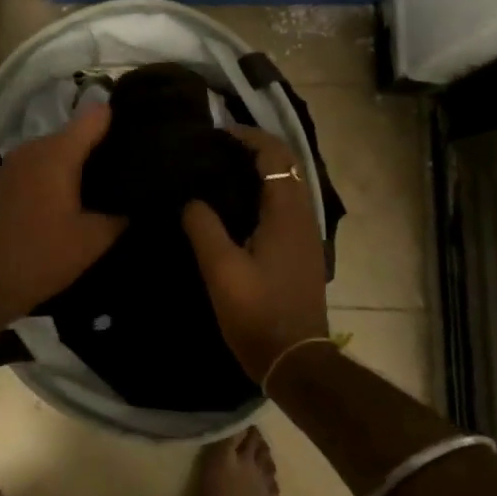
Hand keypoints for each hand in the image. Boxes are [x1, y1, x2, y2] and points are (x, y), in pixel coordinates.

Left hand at [0, 105, 124, 334]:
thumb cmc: (42, 255)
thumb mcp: (93, 240)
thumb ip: (120, 215)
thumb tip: (136, 202)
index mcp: (57, 152)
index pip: (94, 117)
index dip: (118, 119)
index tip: (142, 128)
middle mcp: (33, 148)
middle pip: (74, 133)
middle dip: (100, 146)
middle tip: (129, 166)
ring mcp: (13, 164)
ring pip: (55, 151)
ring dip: (76, 163)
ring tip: (104, 184)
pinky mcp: (3, 182)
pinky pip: (38, 167)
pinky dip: (56, 175)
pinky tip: (71, 199)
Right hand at [182, 125, 329, 382]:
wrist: (295, 361)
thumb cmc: (258, 313)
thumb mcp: (222, 270)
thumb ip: (204, 227)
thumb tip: (191, 198)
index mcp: (286, 212)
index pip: (275, 155)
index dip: (248, 137)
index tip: (216, 134)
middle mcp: (302, 215)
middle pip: (284, 166)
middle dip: (253, 150)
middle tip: (214, 151)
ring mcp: (306, 235)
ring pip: (286, 186)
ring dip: (258, 172)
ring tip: (218, 174)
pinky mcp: (301, 252)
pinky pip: (284, 207)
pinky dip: (262, 194)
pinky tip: (234, 210)